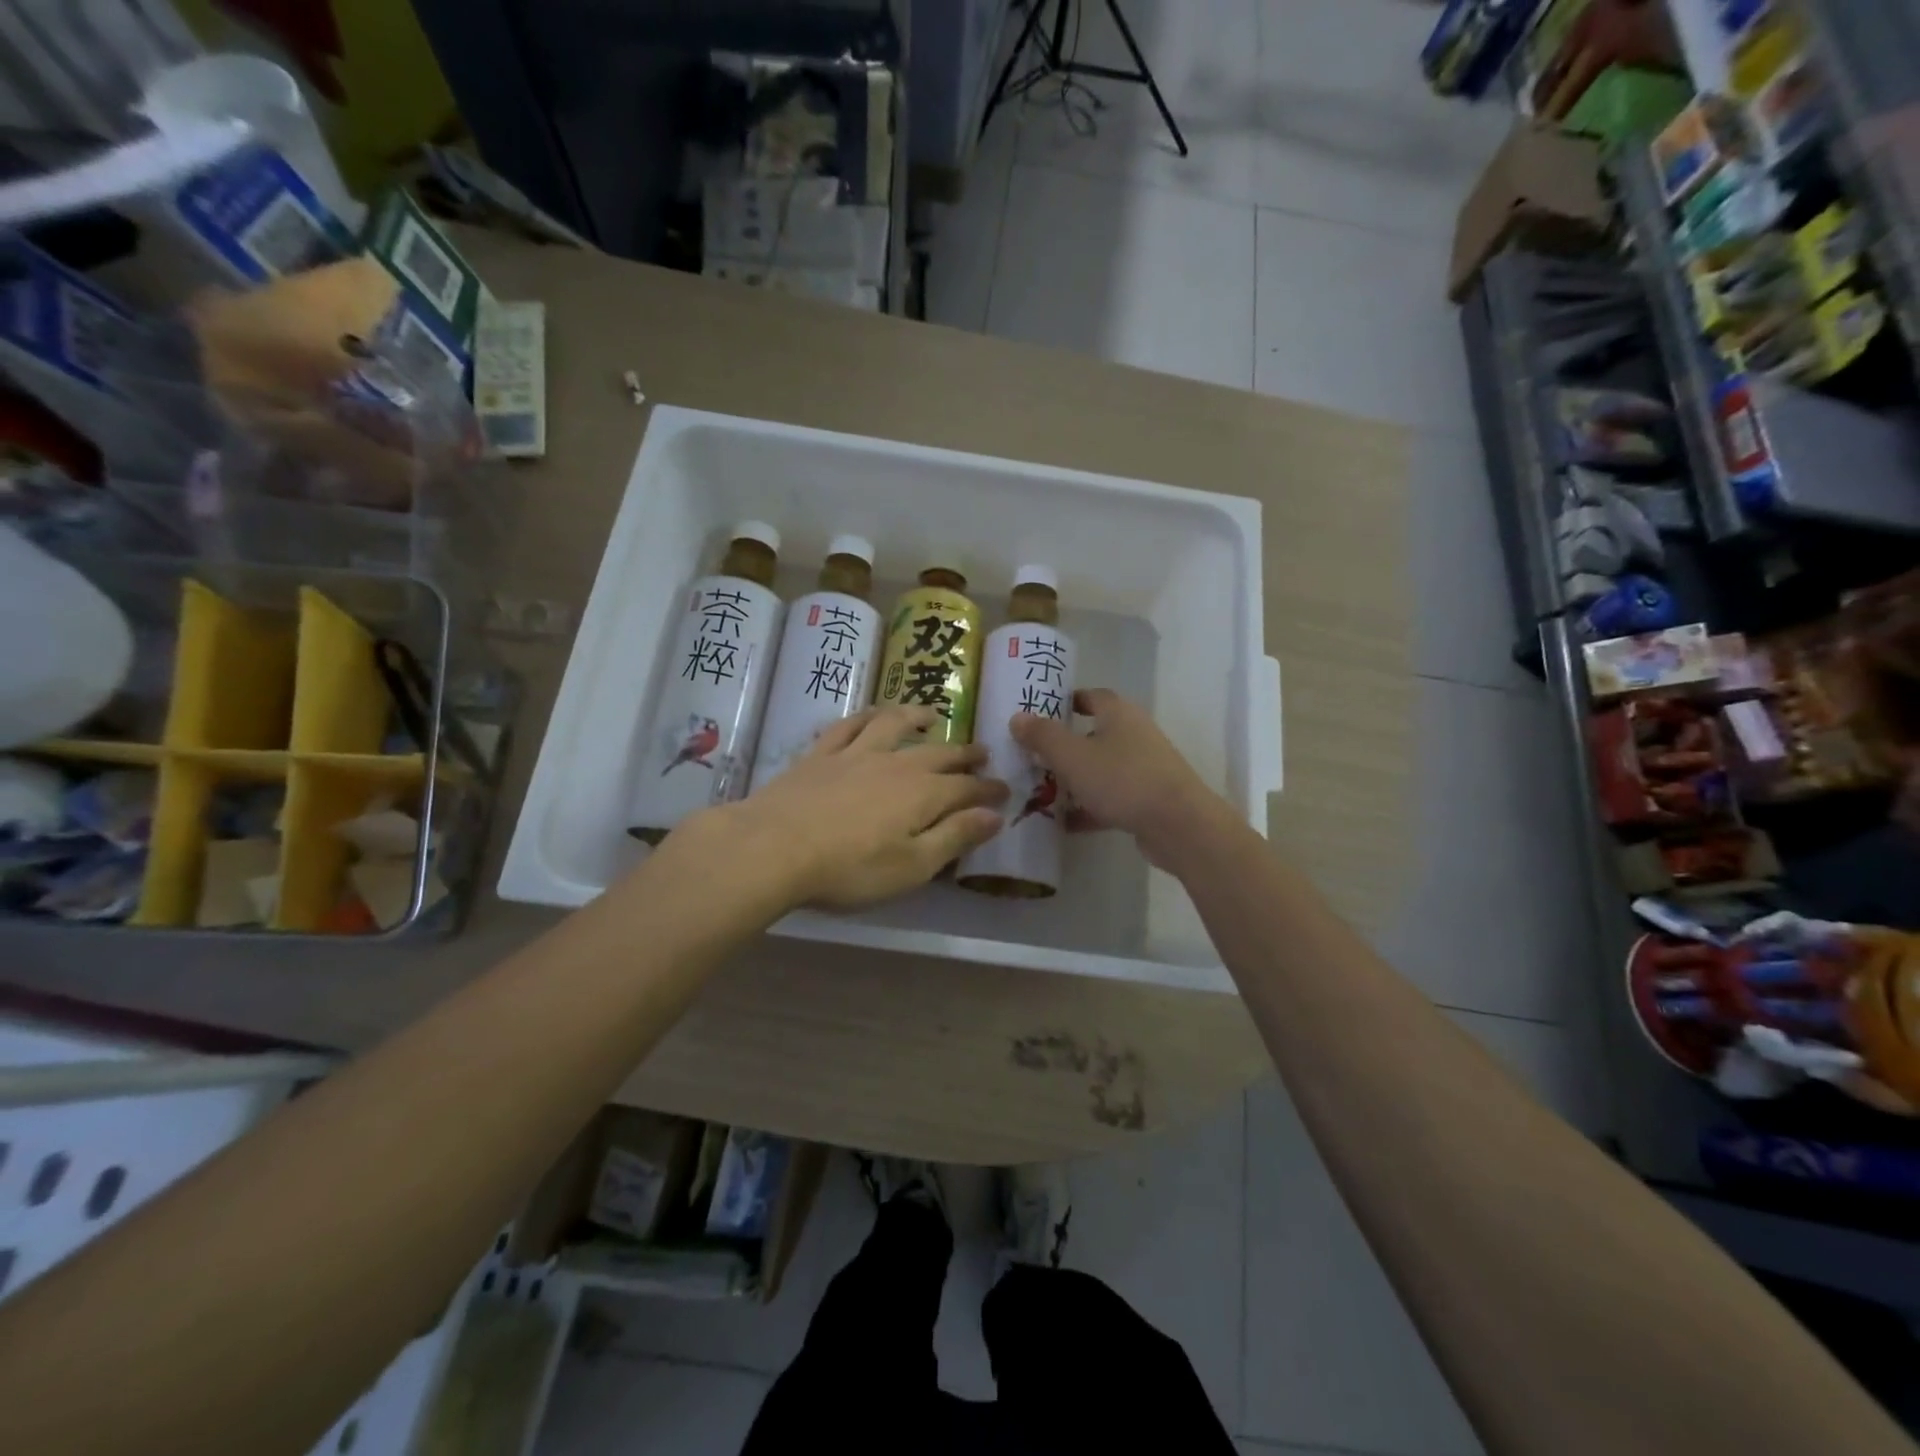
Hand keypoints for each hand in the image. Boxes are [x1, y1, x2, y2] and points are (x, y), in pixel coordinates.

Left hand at [703, 705, 1006, 911]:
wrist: (774, 847)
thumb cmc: (849, 868)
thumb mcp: (913, 866)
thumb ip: (955, 837)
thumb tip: (995, 815)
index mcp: (923, 794)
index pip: (967, 788)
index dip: (988, 789)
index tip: (1004, 790)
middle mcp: (896, 764)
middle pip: (938, 753)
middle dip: (964, 754)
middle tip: (983, 752)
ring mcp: (856, 753)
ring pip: (894, 725)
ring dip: (916, 717)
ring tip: (932, 714)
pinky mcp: (821, 754)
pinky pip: (849, 725)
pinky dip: (867, 716)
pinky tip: (872, 715)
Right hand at [1009, 689, 1223, 863]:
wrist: (1178, 825)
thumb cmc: (1122, 779)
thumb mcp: (1072, 756)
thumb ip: (1043, 736)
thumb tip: (1017, 717)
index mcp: (1119, 714)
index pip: (1092, 696)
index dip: (1067, 701)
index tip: (1042, 712)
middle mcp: (1135, 735)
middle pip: (1095, 735)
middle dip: (1065, 746)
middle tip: (1033, 756)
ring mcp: (1144, 769)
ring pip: (1102, 769)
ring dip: (1075, 779)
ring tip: (1042, 791)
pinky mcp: (1147, 800)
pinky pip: (1111, 798)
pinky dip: (1089, 808)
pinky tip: (1065, 824)